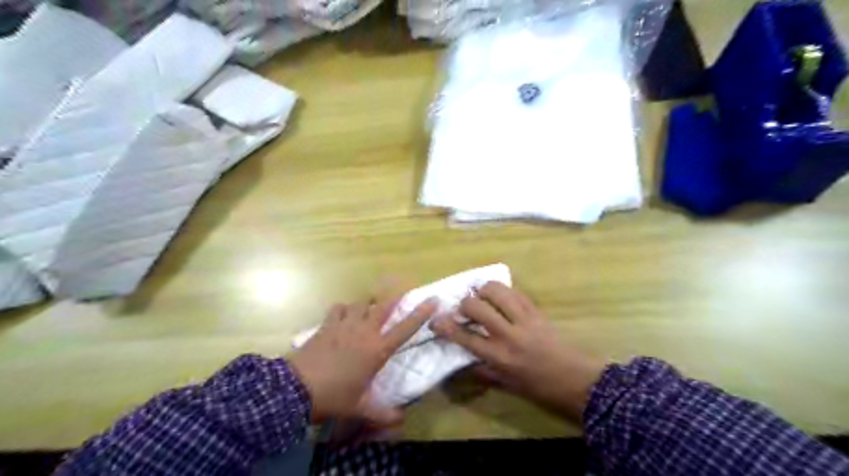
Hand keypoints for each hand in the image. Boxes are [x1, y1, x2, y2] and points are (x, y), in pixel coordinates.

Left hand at [291, 294, 436, 424]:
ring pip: (361, 303)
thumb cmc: (334, 397)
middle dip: (395, 297)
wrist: (297, 389)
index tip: (433, 299)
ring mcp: (345, 325)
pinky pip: (338, 308)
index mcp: (377, 350)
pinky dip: (343, 309)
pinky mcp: (327, 325)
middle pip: (384, 306)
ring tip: (368, 309)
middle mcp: (365, 332)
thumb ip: (382, 413)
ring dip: (367, 304)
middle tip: (402, 291)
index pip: (405, 329)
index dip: (421, 313)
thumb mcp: (360, 408)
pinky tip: (342, 315)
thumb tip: (401, 420)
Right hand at [432, 280, 602, 421]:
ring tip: (481, 296)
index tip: (435, 320)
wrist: (576, 379)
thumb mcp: (507, 385)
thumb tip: (465, 363)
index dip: (446, 326)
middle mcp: (507, 334)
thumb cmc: (539, 387)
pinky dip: (503, 291)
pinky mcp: (536, 310)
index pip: (464, 337)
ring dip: (483, 290)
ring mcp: (523, 319)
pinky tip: (500, 296)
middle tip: (464, 309)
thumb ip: (483, 372)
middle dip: (464, 304)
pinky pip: (515, 292)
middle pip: (476, 307)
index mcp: (498, 357)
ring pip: (496, 291)